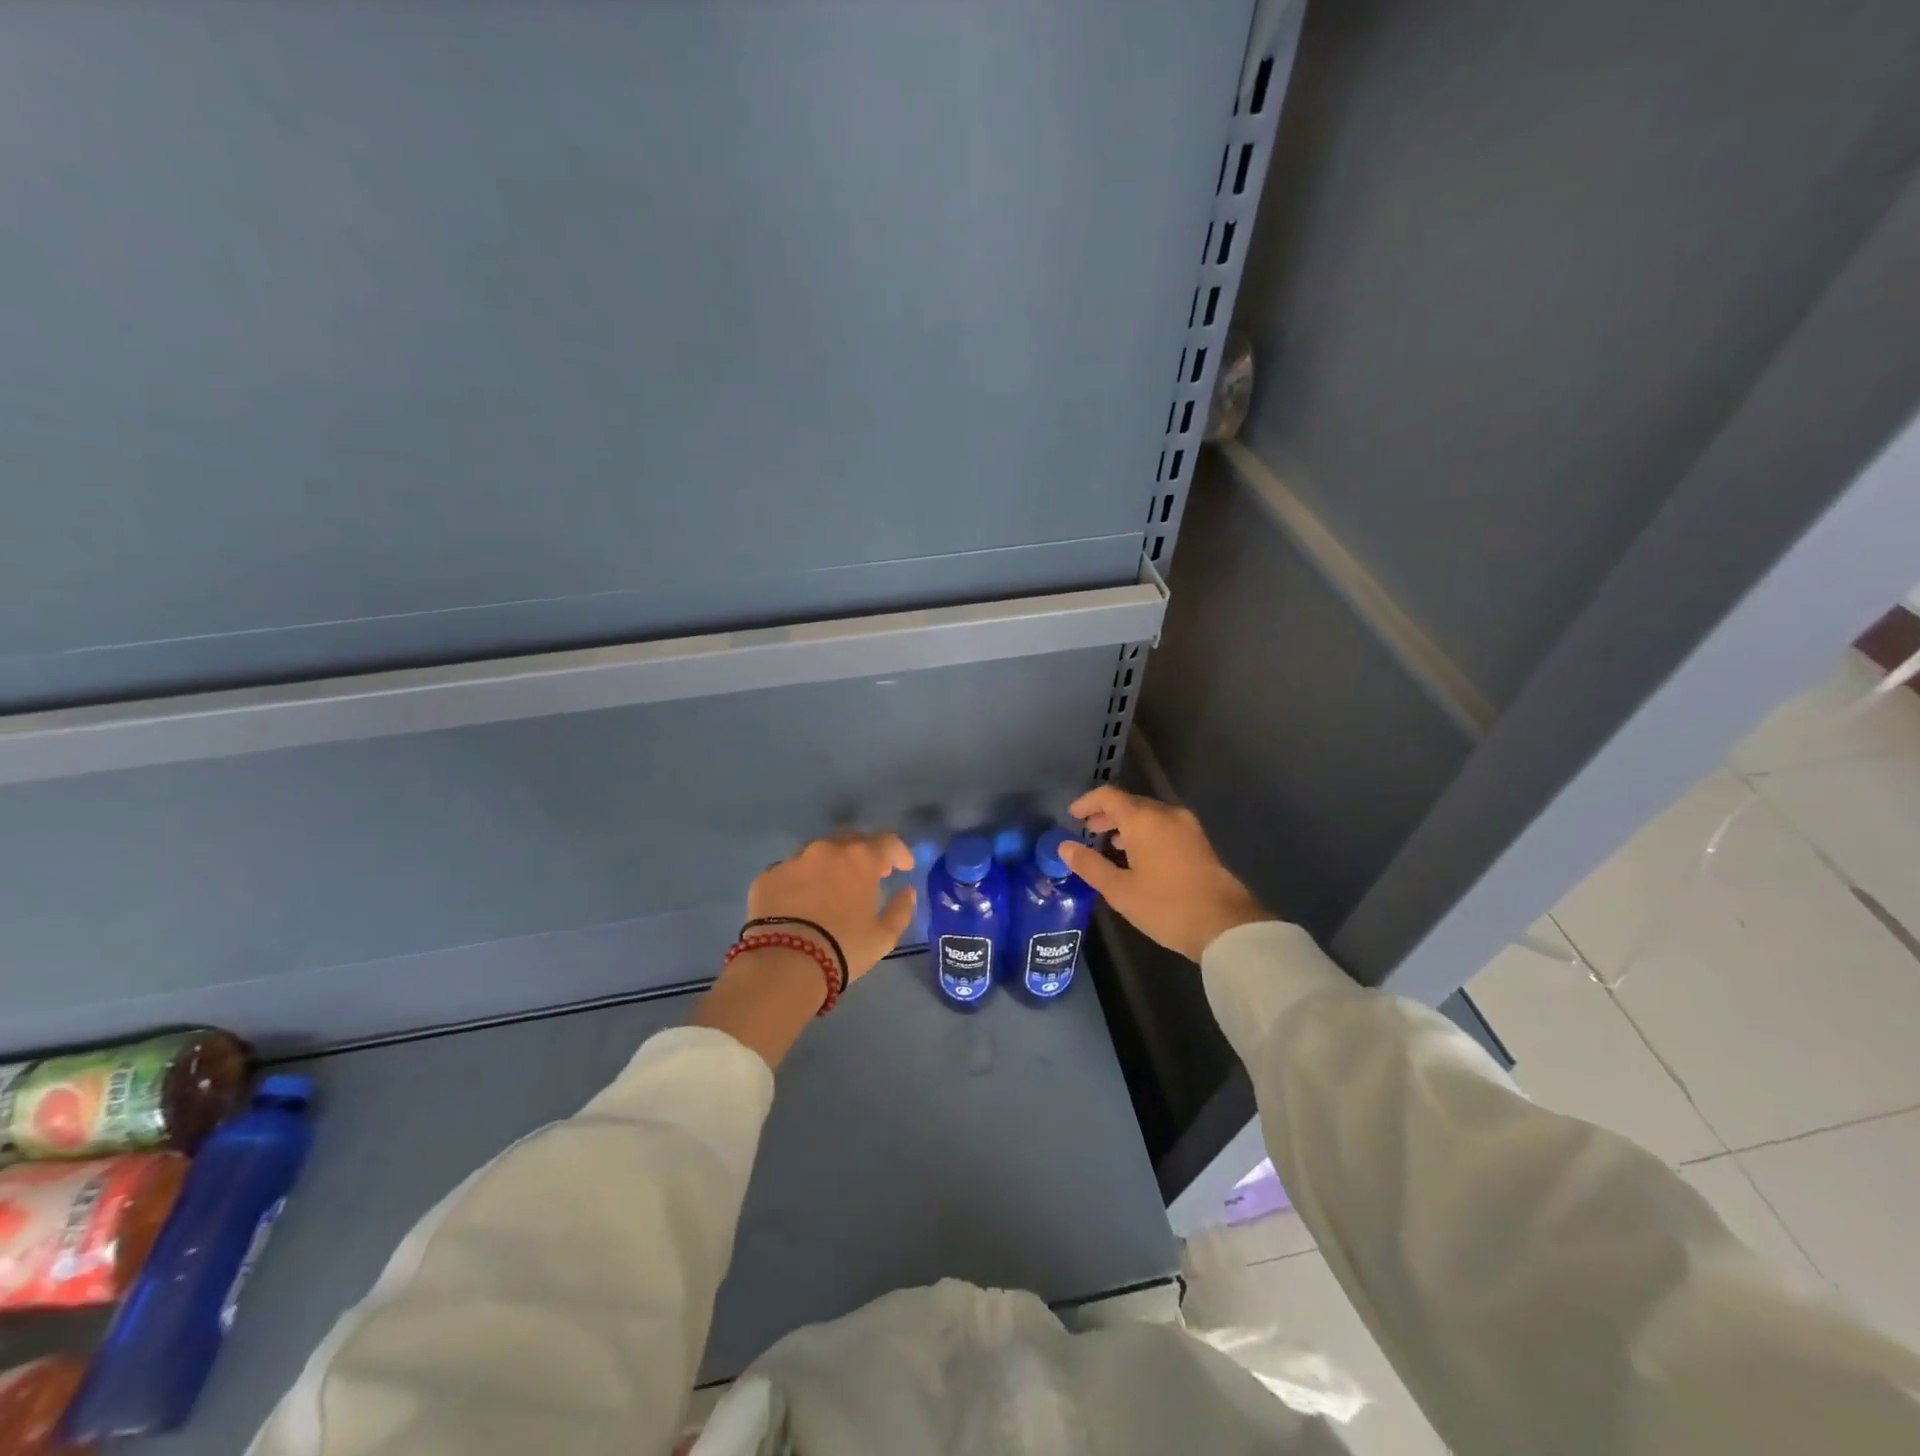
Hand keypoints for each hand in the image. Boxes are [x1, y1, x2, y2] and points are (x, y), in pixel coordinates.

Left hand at [696, 832, 916, 1069]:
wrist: (784, 964)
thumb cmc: (843, 948)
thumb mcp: (883, 937)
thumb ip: (901, 910)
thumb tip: (907, 892)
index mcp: (860, 859)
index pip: (888, 842)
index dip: (900, 853)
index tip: (904, 868)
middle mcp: (826, 850)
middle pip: (852, 839)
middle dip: (865, 853)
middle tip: (870, 874)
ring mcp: (793, 860)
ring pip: (818, 853)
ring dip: (831, 864)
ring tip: (832, 888)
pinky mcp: (767, 876)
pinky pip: (791, 871)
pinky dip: (802, 881)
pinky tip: (801, 902)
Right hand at [1059, 786, 1272, 962]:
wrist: (1225, 925)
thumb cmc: (1166, 906)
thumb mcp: (1120, 890)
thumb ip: (1090, 865)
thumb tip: (1064, 847)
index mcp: (1143, 819)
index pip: (1109, 796)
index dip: (1087, 802)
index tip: (1073, 816)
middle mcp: (1166, 814)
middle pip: (1130, 803)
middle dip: (1107, 815)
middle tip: (1088, 831)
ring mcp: (1187, 826)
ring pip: (1149, 815)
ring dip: (1127, 824)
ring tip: (1109, 845)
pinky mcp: (1199, 842)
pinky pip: (1164, 826)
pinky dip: (1146, 832)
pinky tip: (1138, 856)